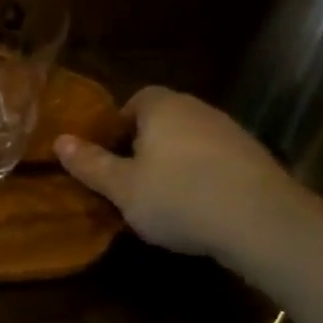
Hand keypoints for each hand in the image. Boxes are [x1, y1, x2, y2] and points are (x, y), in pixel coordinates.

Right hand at [55, 86, 300, 258]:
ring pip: (190, 142)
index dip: (117, 127)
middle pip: (163, 121)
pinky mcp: (255, 159)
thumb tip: (60, 141)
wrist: (263, 222)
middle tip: (128, 181)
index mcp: (163, 108)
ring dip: (174, 164)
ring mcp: (232, 133)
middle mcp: (198, 110)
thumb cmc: (178, 197)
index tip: (108, 157)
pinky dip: (202, 178)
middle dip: (144, 147)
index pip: (135, 100)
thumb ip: (90, 164)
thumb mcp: (122, 187)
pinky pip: (215, 161)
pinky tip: (197, 209)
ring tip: (162, 200)